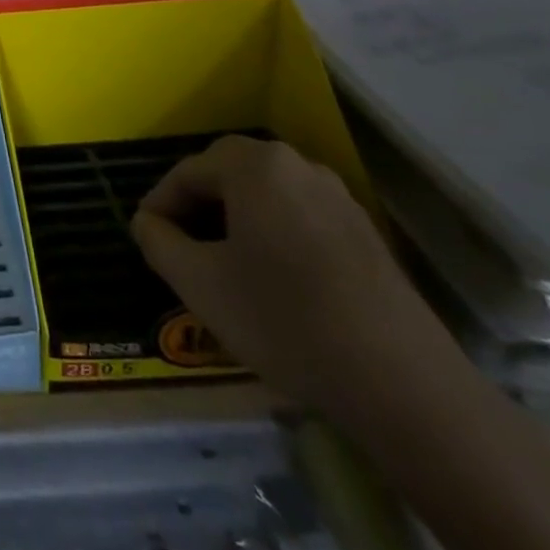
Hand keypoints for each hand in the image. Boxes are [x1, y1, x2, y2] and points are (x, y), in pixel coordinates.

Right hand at [131, 135, 460, 421]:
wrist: (403, 385)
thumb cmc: (283, 320)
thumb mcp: (199, 284)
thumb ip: (158, 242)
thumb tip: (146, 222)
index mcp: (254, 165)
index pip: (187, 171)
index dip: (160, 203)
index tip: (146, 236)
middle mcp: (297, 165)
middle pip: (228, 173)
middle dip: (197, 204)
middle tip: (179, 244)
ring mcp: (338, 197)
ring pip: (266, 194)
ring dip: (235, 218)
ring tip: (220, 261)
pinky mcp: (365, 232)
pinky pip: (299, 215)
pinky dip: (273, 232)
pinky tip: (271, 277)